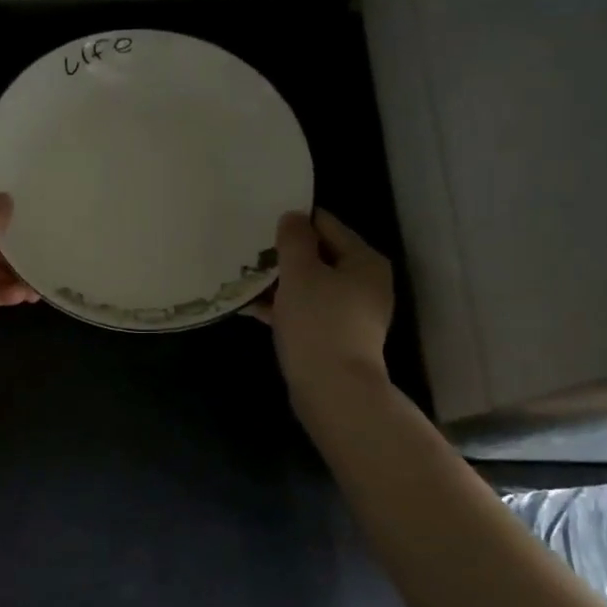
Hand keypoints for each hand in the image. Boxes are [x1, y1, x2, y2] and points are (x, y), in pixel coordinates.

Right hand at [252, 208, 395, 408]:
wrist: (333, 389)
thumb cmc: (319, 322)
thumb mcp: (300, 272)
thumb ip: (294, 239)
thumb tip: (293, 217)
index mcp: (364, 260)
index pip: (326, 225)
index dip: (294, 221)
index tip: (260, 221)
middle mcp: (364, 283)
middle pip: (318, 255)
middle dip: (283, 253)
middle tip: (247, 249)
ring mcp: (350, 312)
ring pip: (308, 285)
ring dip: (278, 281)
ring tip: (242, 276)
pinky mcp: (334, 336)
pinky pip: (305, 310)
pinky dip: (281, 306)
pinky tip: (249, 306)